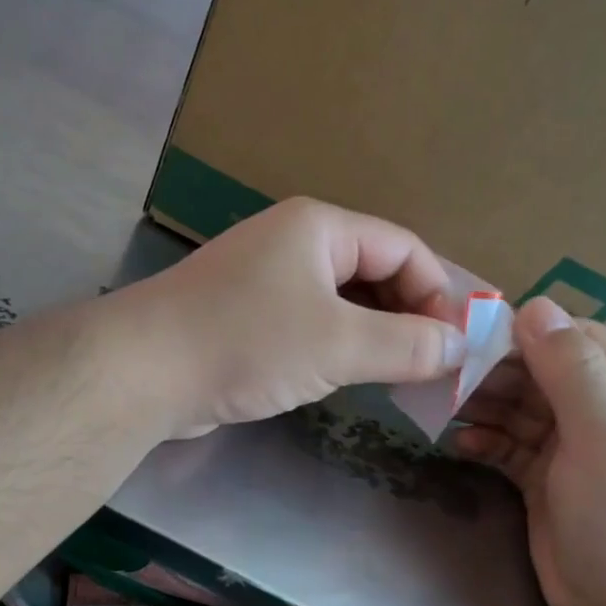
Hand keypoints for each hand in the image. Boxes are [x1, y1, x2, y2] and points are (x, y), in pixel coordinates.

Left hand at [120, 198, 465, 437]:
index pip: (404, 248)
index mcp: (320, 228)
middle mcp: (295, 244)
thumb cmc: (247, 342)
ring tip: (406, 376)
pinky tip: (354, 377)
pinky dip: (341, 347)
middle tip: (438, 365)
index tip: (460, 343)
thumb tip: (459, 347)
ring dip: (377, 335)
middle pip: (375, 273)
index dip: (440, 292)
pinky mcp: (248, 318)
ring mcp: (267, 281)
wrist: (144, 371)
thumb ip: (407, 344)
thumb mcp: (338, 343)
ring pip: (344, 303)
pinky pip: (312, 325)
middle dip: (411, 316)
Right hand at [453, 297, 605, 605]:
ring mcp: (579, 448)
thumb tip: (534, 304)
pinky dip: (486, 442)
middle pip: (544, 372)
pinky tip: (458, 444)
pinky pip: (511, 446)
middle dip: (497, 372)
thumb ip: (572, 370)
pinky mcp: (550, 481)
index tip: (468, 336)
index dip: (525, 334)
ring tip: (441, 405)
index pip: (578, 339)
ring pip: (523, 409)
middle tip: (444, 374)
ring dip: (484, 406)